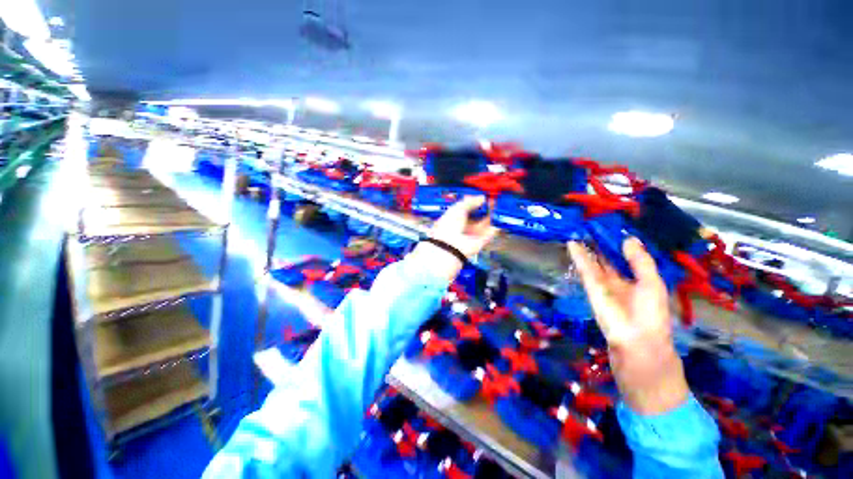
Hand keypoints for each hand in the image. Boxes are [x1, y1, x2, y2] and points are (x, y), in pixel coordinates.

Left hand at [410, 196, 497, 281]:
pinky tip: (500, 216)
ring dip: (491, 215)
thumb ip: (471, 202)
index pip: (465, 209)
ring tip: (498, 205)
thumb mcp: (458, 208)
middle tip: (492, 200)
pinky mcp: (481, 242)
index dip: (474, 202)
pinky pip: (490, 233)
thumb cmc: (451, 223)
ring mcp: (472, 234)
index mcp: (454, 217)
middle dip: (484, 208)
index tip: (483, 196)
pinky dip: (495, 225)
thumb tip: (482, 197)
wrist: (451, 246)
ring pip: (484, 223)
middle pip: (476, 216)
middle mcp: (463, 226)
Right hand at [568, 238, 688, 414]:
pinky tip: (573, 244)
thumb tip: (628, 239)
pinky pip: (586, 269)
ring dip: (586, 248)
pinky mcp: (592, 289)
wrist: (639, 349)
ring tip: (577, 230)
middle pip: (606, 258)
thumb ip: (641, 262)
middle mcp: (618, 281)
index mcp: (637, 280)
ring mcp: (603, 285)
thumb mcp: (654, 285)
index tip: (608, 225)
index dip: (617, 242)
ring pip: (593, 262)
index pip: (625, 257)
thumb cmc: (653, 318)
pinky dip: (579, 257)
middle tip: (588, 224)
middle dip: (598, 243)